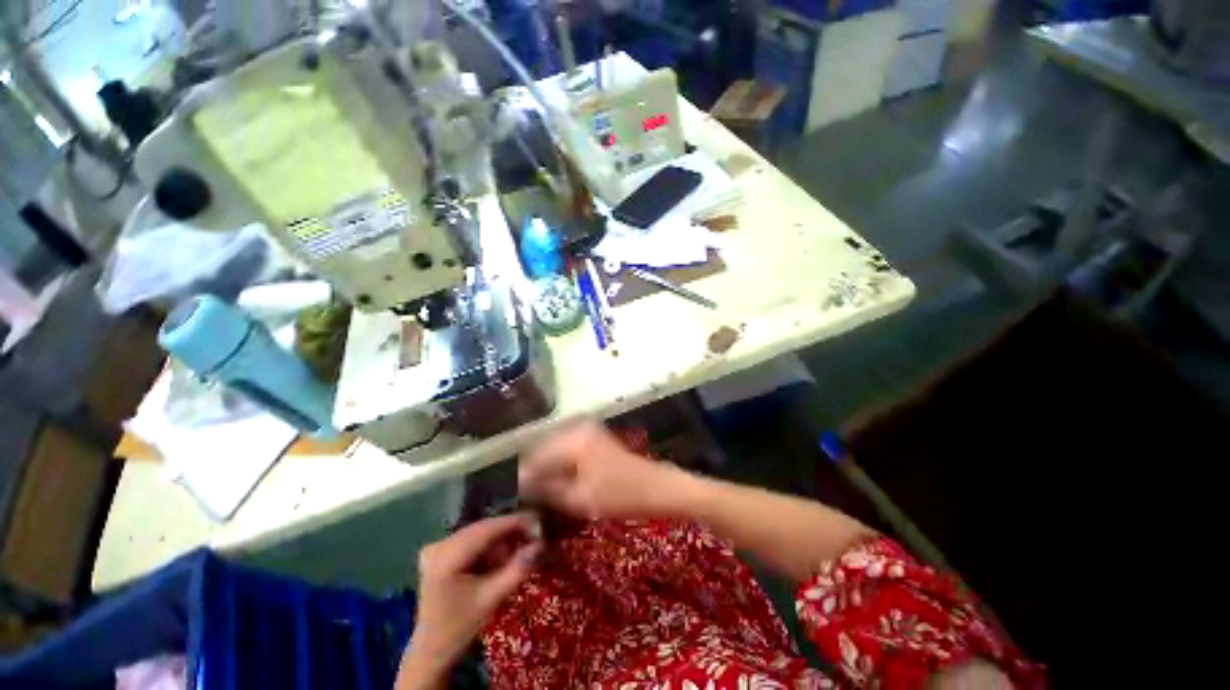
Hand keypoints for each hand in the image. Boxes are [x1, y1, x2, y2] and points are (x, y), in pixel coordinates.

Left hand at [400, 514, 541, 685]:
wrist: (432, 649)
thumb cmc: (461, 627)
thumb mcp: (493, 599)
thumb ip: (517, 569)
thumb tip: (541, 544)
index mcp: (446, 557)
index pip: (488, 528)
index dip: (516, 523)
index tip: (539, 526)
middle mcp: (439, 544)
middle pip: (484, 528)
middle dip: (510, 531)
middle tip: (534, 539)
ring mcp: (437, 546)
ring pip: (479, 532)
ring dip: (500, 540)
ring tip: (516, 554)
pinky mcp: (439, 551)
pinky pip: (471, 539)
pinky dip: (488, 546)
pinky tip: (497, 560)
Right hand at [519, 420, 690, 518]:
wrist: (657, 487)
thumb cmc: (621, 495)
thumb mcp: (580, 499)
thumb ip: (547, 490)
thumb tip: (523, 486)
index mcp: (572, 440)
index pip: (535, 457)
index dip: (524, 478)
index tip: (518, 497)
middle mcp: (577, 427)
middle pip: (543, 448)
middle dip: (536, 471)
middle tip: (531, 496)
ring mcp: (587, 429)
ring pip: (555, 447)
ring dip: (548, 467)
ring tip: (545, 491)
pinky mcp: (594, 435)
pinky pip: (567, 447)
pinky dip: (561, 463)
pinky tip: (562, 480)